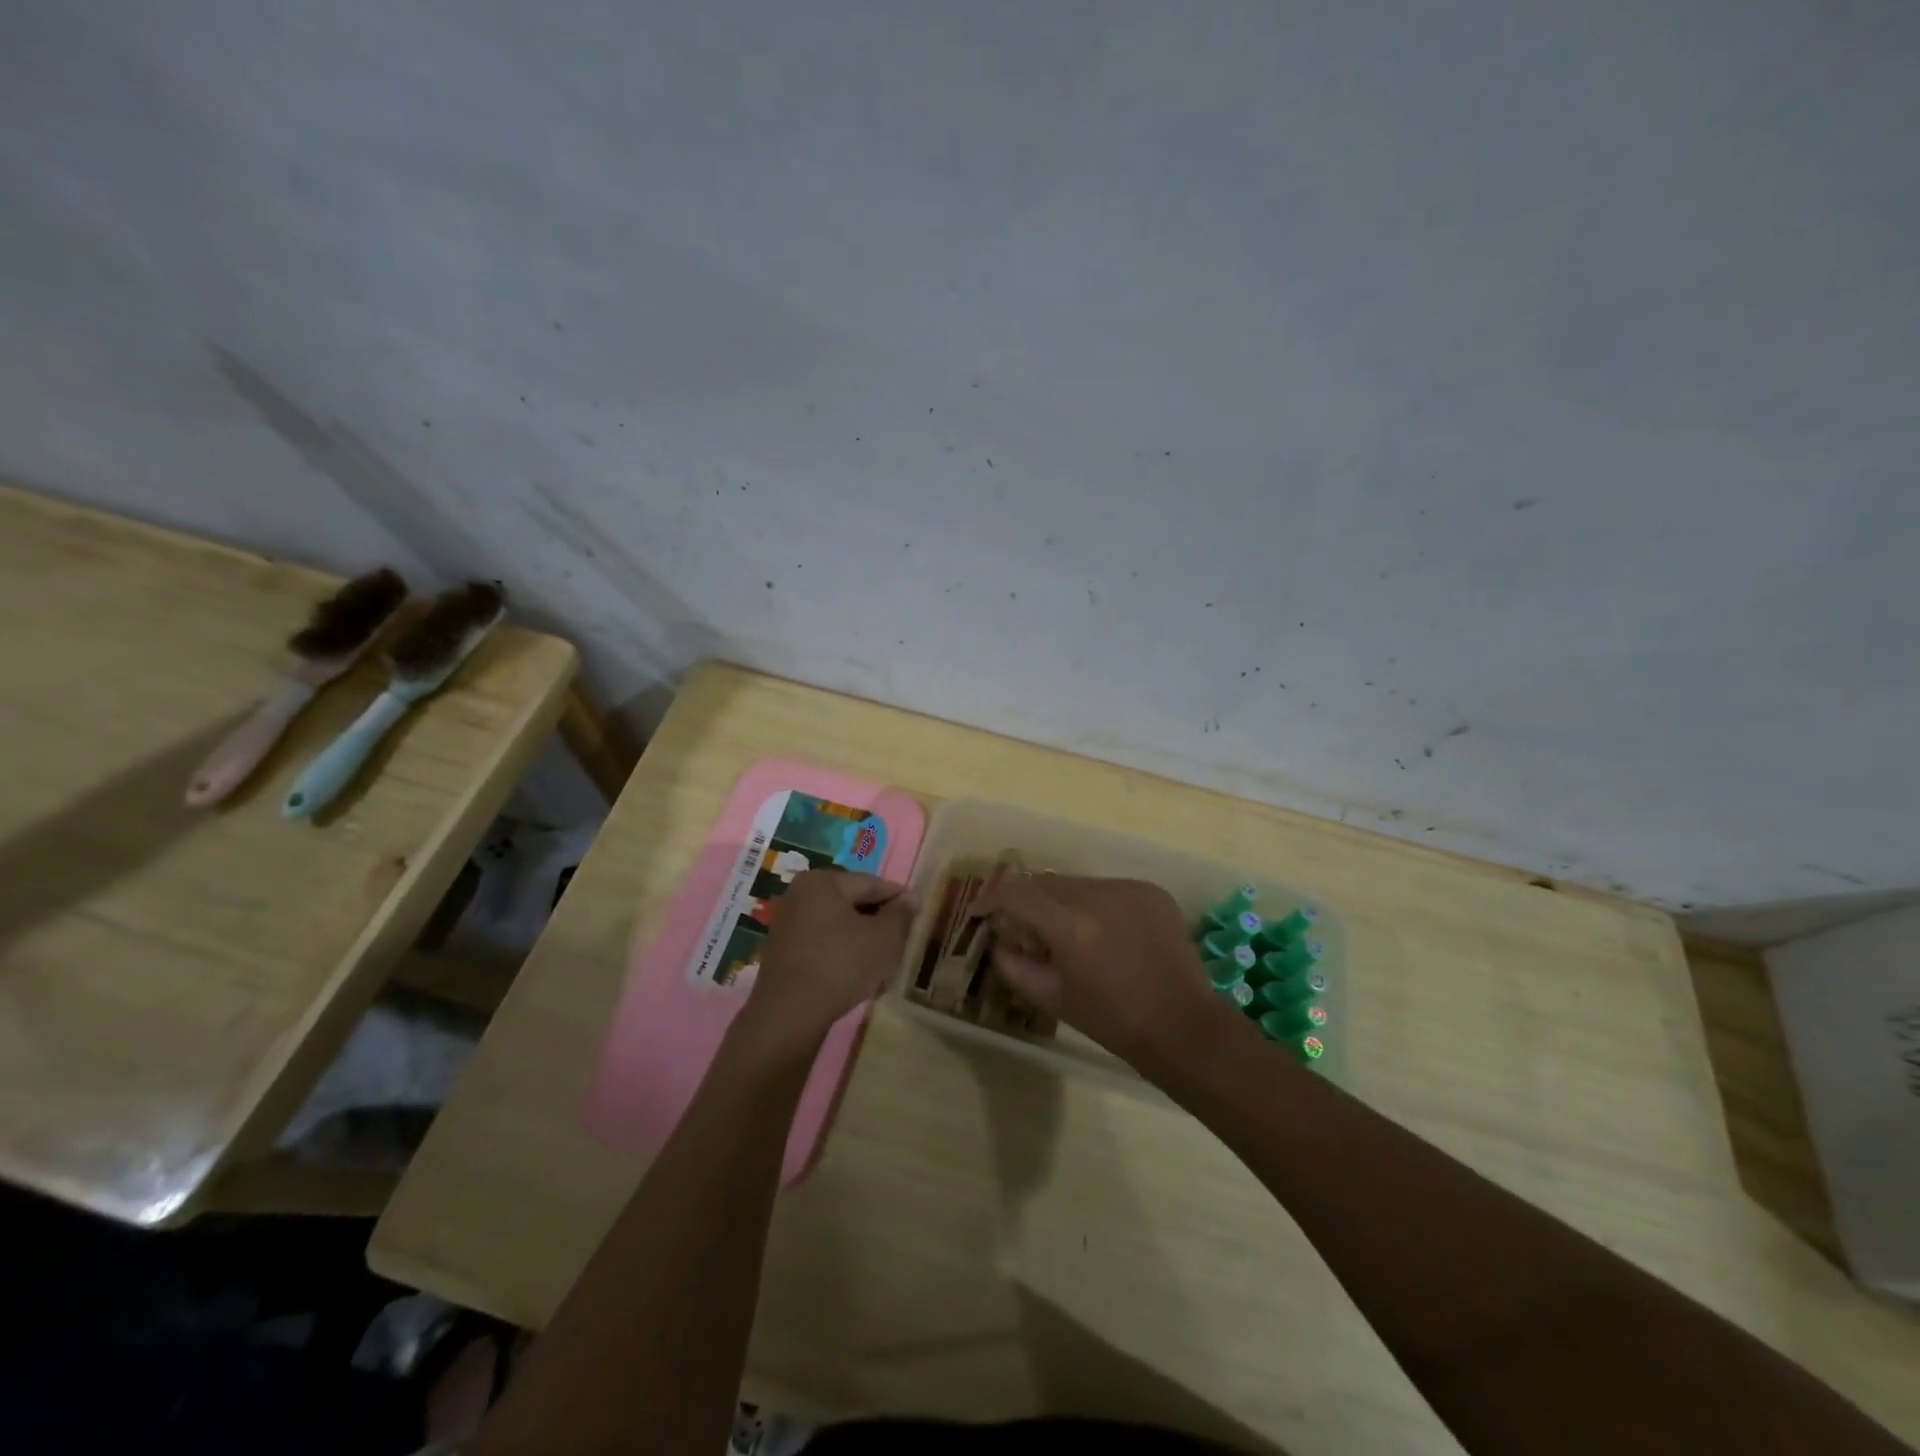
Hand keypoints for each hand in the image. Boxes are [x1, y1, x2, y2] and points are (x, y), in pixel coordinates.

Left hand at [737, 870, 913, 1052]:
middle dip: (880, 924)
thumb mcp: (884, 938)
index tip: (918, 914)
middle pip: (853, 904)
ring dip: (863, 942)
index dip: (898, 899)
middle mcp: (800, 895)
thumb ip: (901, 914)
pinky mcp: (783, 952)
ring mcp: (788, 924)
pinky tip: (860, 978)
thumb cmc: (842, 963)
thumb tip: (911, 897)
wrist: (790, 1013)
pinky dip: (843, 955)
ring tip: (885, 966)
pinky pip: (823, 945)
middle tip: (903, 943)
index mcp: (822, 881)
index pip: (871, 884)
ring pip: (839, 927)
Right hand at [979, 875, 1223, 1069]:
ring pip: (1078, 883)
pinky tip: (1106, 933)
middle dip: (1029, 901)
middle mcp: (1097, 895)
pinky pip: (1109, 888)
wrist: (1182, 1027)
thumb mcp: (1053, 998)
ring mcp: (1128, 889)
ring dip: (1063, 901)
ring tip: (1071, 934)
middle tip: (1027, 930)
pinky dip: (1097, 904)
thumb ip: (1014, 966)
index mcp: (1069, 924)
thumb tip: (999, 943)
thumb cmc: (1112, 1021)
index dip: (992, 898)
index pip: (1015, 892)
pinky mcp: (1151, 891)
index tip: (984, 912)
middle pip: (1046, 883)